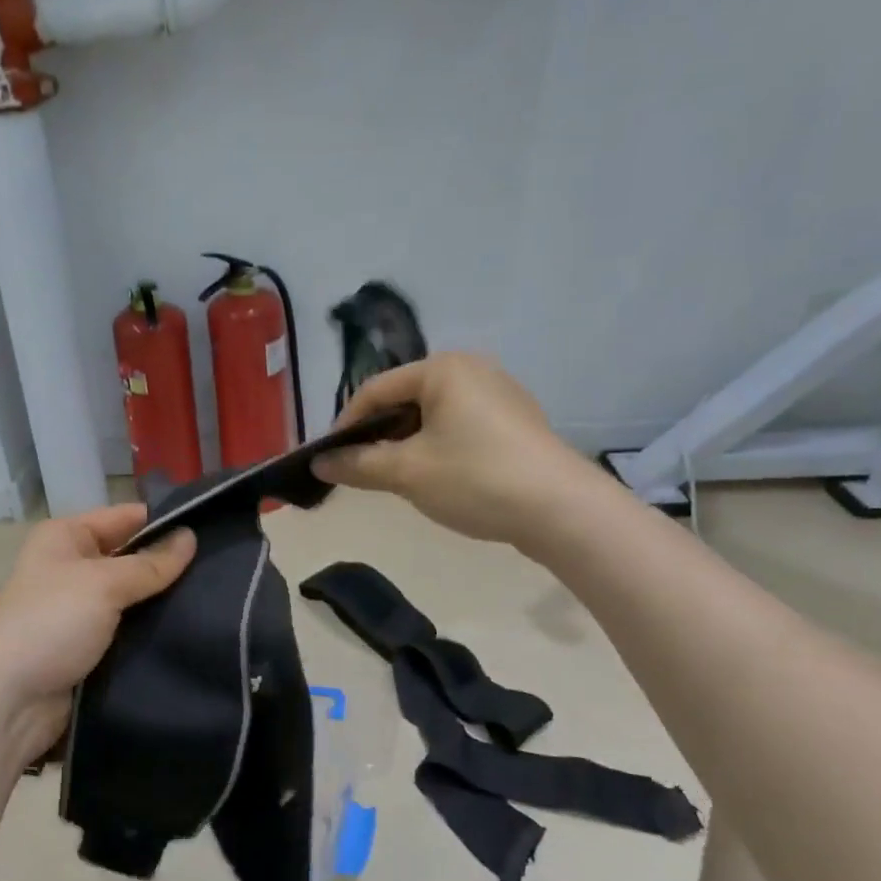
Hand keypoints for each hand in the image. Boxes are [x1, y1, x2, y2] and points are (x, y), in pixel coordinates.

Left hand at [0, 504, 196, 765]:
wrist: (8, 703)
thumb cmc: (50, 624)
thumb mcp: (103, 584)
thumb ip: (151, 563)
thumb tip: (191, 537)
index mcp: (65, 537)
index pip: (124, 517)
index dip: (165, 522)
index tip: (213, 531)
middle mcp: (69, 567)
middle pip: (130, 558)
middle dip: (168, 566)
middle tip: (223, 570)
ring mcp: (77, 610)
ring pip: (132, 598)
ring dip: (162, 603)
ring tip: (217, 600)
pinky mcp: (86, 648)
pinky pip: (127, 631)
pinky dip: (150, 632)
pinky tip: (190, 631)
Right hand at [314, 352, 601, 552]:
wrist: (562, 511)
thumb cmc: (475, 478)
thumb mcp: (406, 473)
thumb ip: (357, 464)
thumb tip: (317, 463)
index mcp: (443, 369)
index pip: (375, 390)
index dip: (345, 425)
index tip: (328, 459)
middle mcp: (472, 370)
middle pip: (404, 400)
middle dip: (377, 435)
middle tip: (359, 470)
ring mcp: (499, 395)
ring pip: (432, 416)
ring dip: (405, 444)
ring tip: (394, 478)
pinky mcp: (516, 423)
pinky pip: (459, 427)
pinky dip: (437, 448)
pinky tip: (436, 479)